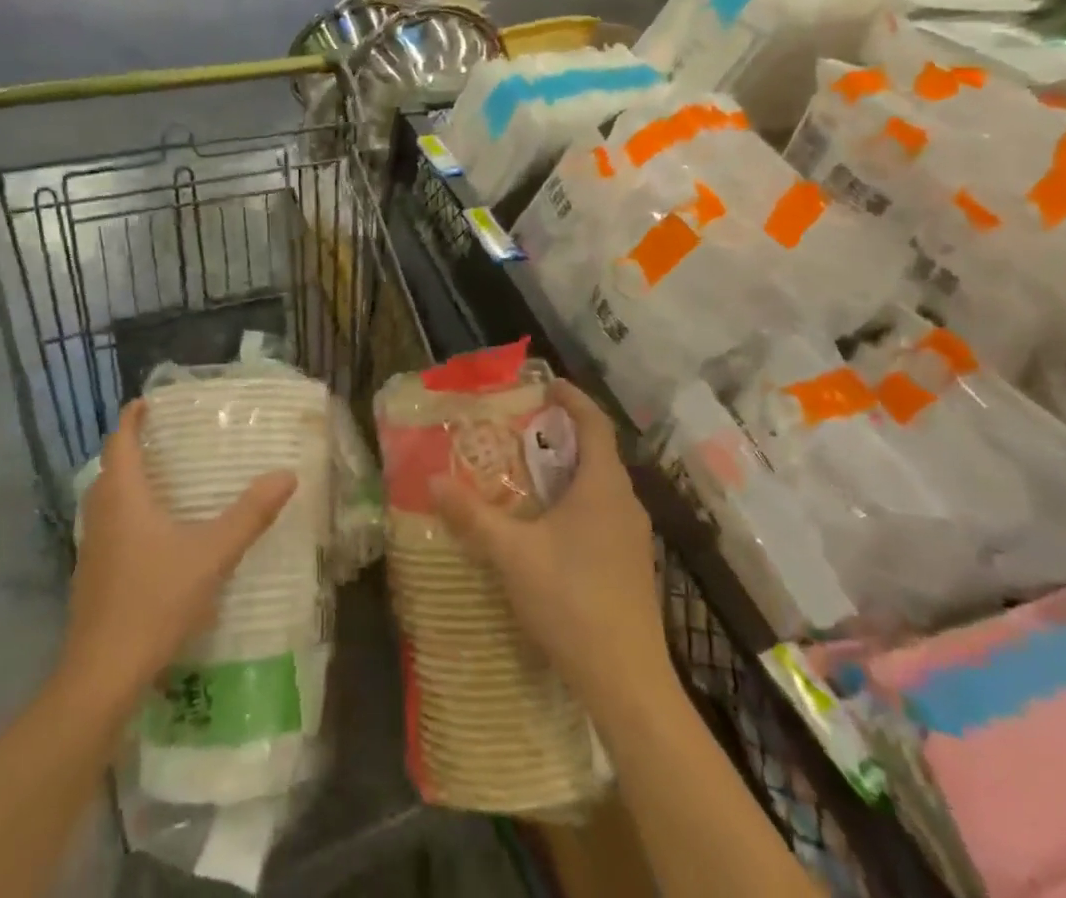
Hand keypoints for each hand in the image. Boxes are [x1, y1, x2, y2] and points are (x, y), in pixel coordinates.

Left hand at [61, 401, 295, 700]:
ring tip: (162, 479)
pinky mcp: (91, 579)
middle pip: (109, 469)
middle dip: (131, 448)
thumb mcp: (212, 554)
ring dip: (126, 482)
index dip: (131, 418)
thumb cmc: (154, 601)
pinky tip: (153, 535)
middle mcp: (101, 516)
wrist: (102, 676)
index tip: (147, 401)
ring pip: (105, 500)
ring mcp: (92, 550)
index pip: (120, 442)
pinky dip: (126, 514)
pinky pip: (108, 528)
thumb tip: (287, 474)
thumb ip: (250, 514)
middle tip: (164, 437)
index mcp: (124, 497)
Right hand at [431, 382, 670, 726]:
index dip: (572, 398)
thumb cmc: (571, 600)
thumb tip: (432, 480)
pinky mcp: (631, 563)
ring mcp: (633, 535)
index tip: (545, 385)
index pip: (594, 422)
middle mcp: (625, 501)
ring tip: (527, 471)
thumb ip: (472, 515)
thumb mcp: (512, 554)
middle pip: (597, 450)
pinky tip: (548, 524)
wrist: (627, 681)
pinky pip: (603, 511)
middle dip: (562, 433)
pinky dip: (576, 500)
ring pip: (600, 484)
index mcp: (603, 485)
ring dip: (568, 469)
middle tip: (521, 428)